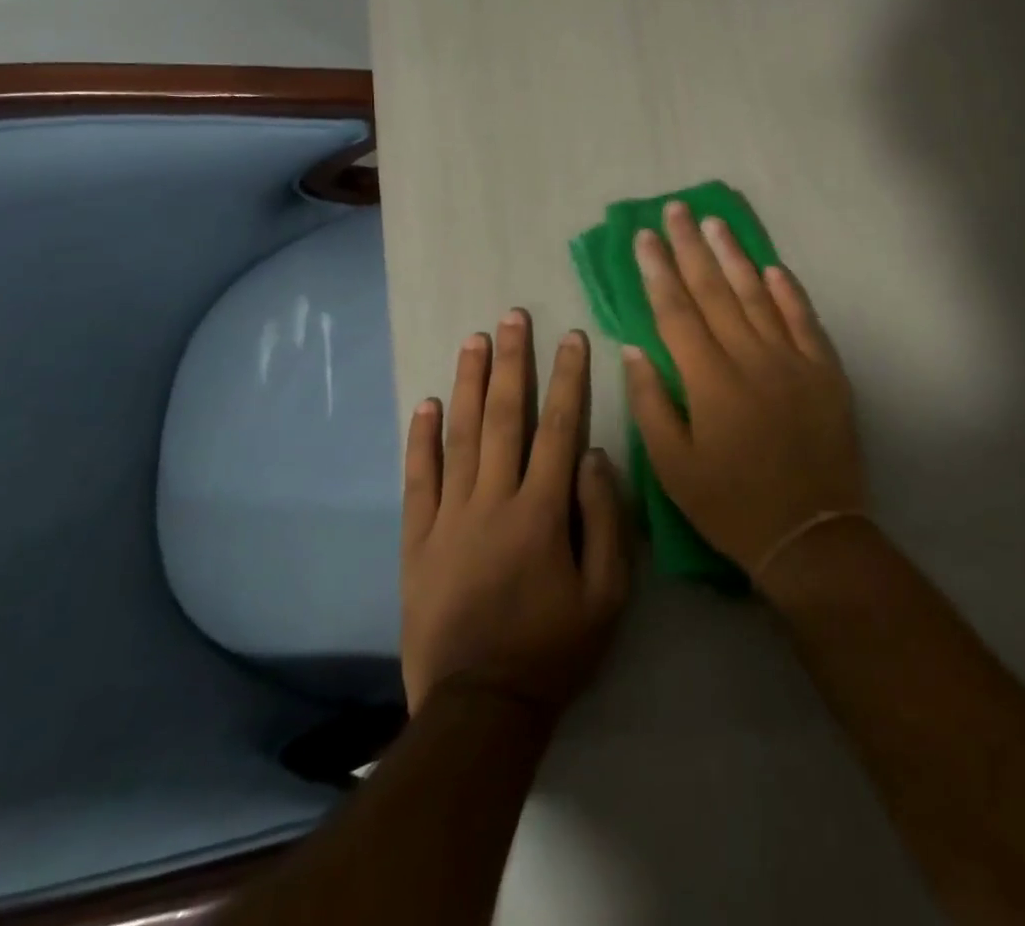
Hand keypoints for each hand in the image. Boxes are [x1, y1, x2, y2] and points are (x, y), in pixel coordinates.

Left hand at [402, 312, 630, 717]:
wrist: (479, 709)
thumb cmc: (554, 649)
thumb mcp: (608, 594)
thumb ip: (605, 518)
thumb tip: (595, 454)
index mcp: (542, 511)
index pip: (559, 428)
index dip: (568, 379)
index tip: (572, 337)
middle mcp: (493, 500)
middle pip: (504, 417)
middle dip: (512, 362)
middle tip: (512, 316)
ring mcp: (449, 518)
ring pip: (458, 437)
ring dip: (467, 384)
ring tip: (473, 340)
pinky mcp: (417, 540)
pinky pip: (417, 480)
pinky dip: (419, 439)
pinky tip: (424, 404)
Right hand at [624, 202, 865, 579]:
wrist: (811, 533)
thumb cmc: (731, 504)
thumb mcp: (673, 468)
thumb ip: (652, 403)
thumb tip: (634, 348)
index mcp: (709, 380)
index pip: (676, 311)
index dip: (658, 271)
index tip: (644, 237)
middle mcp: (750, 357)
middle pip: (715, 290)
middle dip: (691, 247)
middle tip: (676, 209)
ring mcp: (792, 359)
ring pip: (758, 295)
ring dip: (735, 255)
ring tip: (715, 222)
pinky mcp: (825, 370)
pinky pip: (804, 320)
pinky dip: (788, 291)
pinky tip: (772, 267)